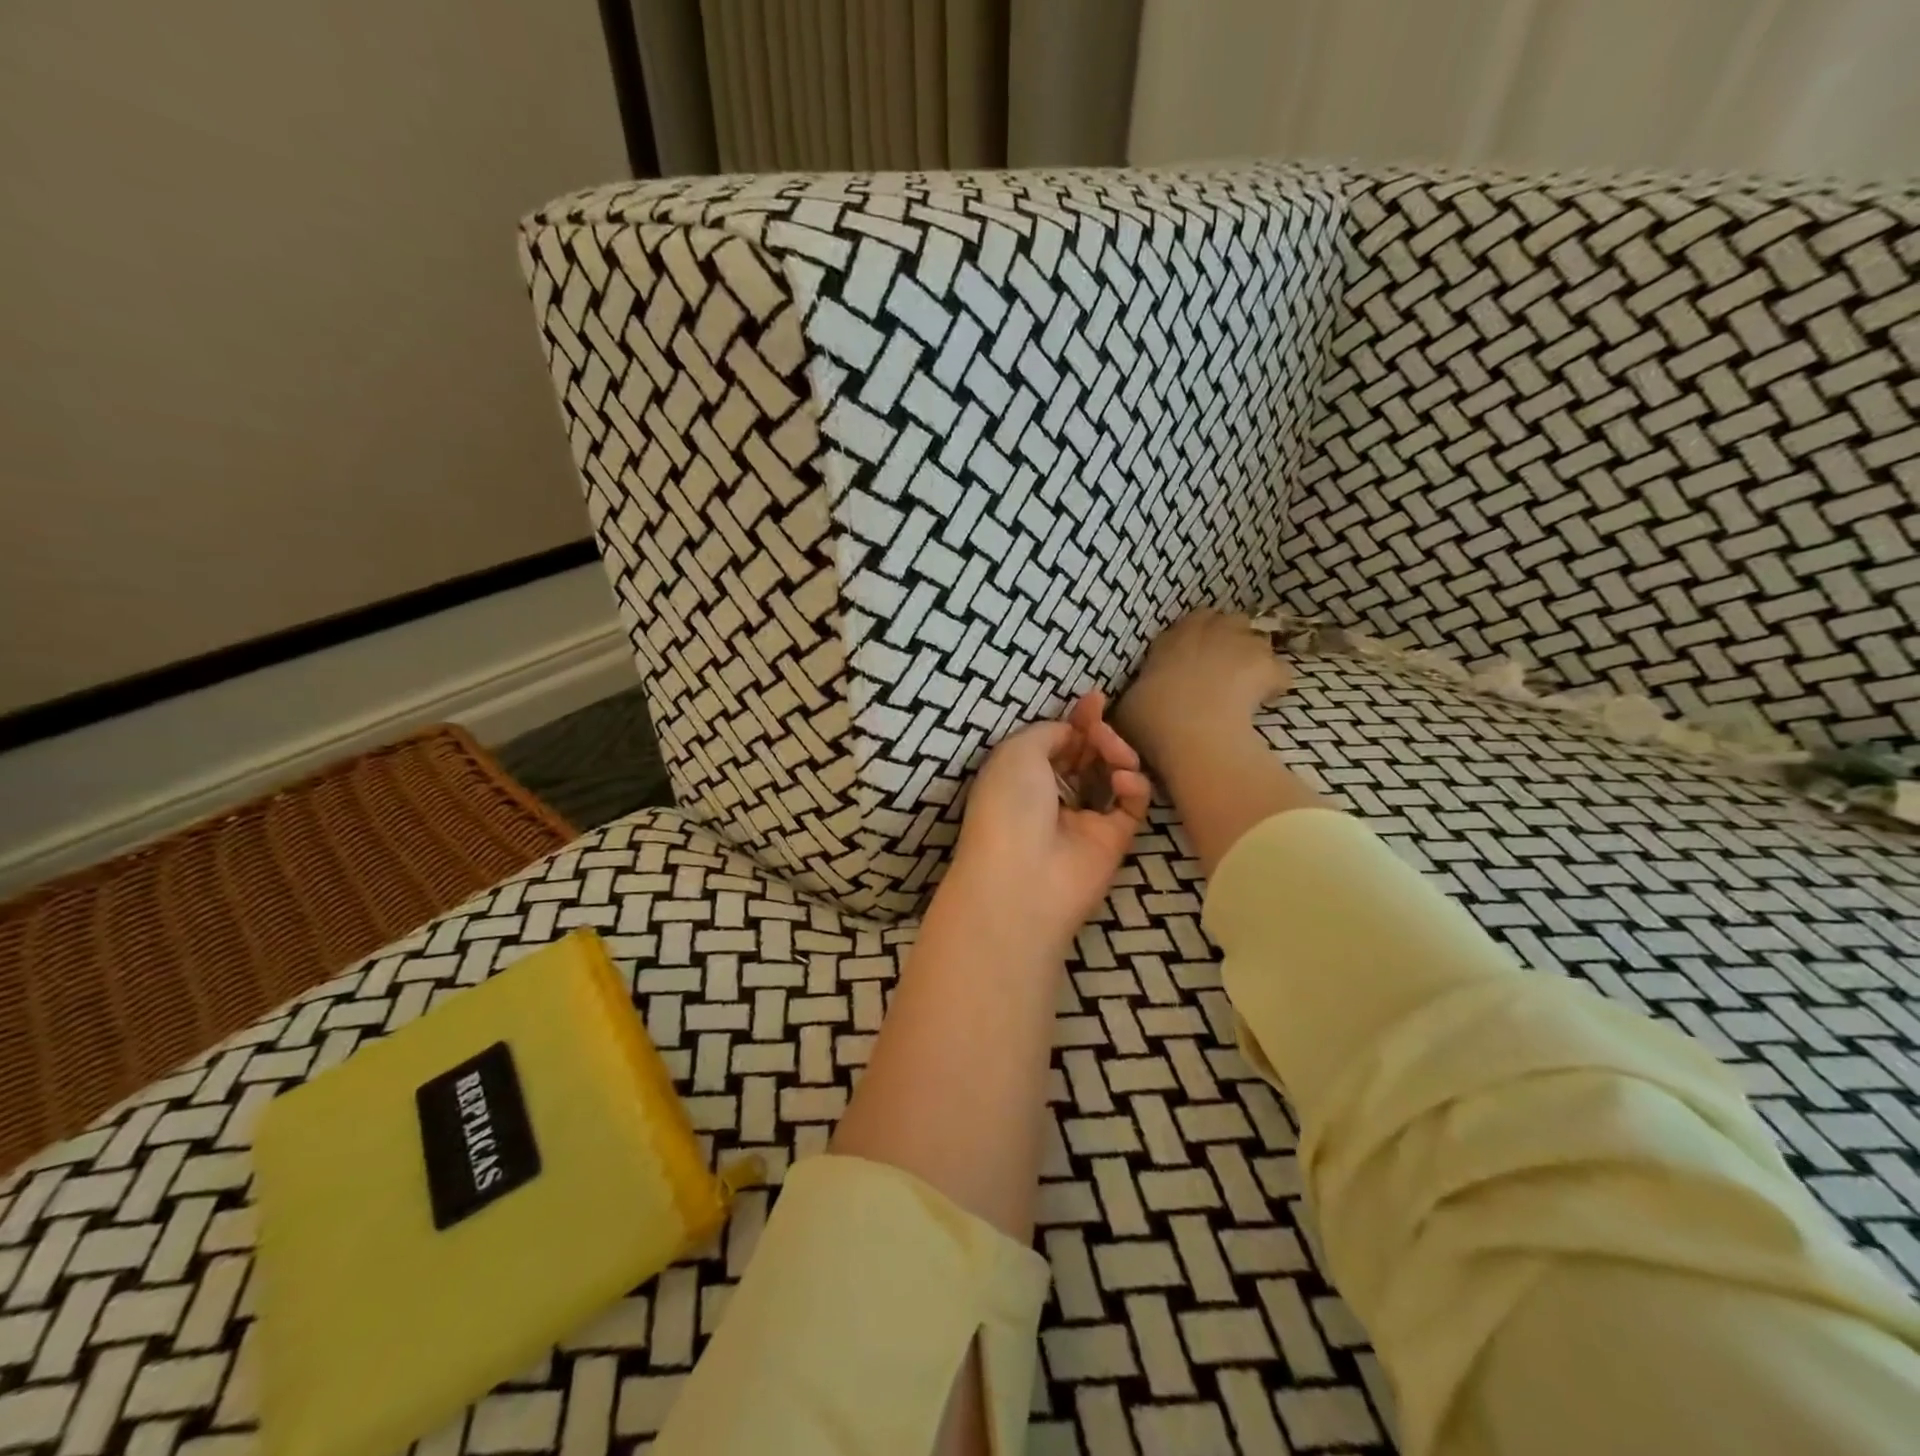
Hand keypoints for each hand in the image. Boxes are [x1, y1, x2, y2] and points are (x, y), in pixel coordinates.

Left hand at [942, 691, 1150, 954]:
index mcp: (1021, 776)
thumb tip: (1072, 732)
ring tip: (1112, 751)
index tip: (1095, 698)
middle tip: (1101, 726)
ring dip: (1117, 753)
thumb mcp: (1017, 751)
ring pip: (1113, 774)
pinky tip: (1123, 781)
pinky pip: (1133, 803)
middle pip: (1086, 755)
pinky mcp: (1114, 839)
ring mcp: (1084, 819)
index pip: (1056, 742)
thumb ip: (1049, 732)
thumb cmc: (1010, 805)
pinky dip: (1134, 785)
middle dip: (1098, 733)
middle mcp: (1052, 797)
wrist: (1023, 877)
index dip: (1076, 720)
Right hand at [1113, 610, 1293, 770]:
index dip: (1196, 638)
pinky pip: (1280, 671)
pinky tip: (1268, 700)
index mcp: (1169, 640)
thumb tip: (1140, 698)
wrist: (1189, 731)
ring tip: (1249, 683)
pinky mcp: (1267, 665)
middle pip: (1228, 621)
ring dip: (1254, 657)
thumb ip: (1140, 694)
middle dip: (1230, 638)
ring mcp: (1239, 644)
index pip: (1189, 622)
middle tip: (1226, 666)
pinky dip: (1275, 683)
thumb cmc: (1151, 720)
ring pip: (1258, 639)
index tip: (1195, 658)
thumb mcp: (1129, 706)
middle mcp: (1205, 632)